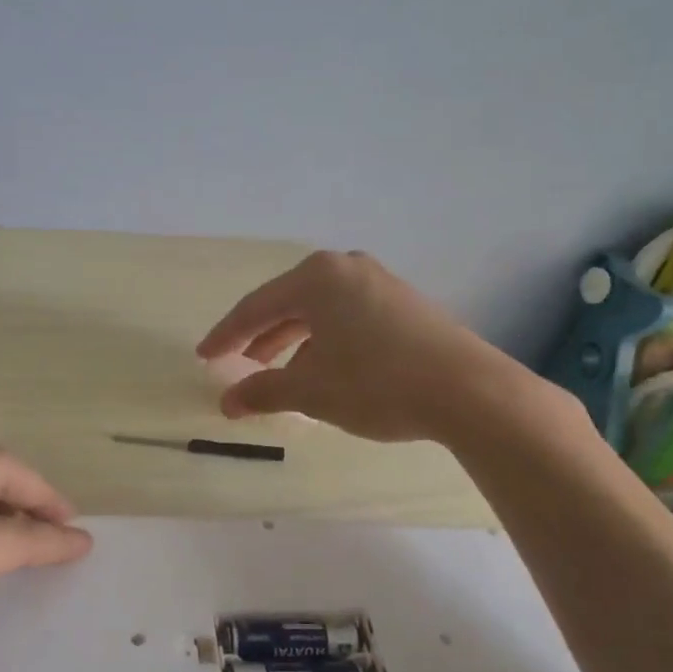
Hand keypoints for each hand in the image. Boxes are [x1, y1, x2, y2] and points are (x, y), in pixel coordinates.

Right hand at [198, 250, 533, 442]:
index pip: (256, 306)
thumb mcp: (312, 391)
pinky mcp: (403, 303)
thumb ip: (263, 392)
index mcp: (317, 277)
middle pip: (288, 303)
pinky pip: (347, 317)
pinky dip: (326, 341)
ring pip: (320, 312)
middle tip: (240, 365)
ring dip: (293, 343)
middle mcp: (346, 268)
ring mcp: (379, 282)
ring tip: (280, 375)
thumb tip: (227, 402)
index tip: (204, 357)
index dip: (226, 335)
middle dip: (261, 338)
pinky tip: (325, 370)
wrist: (468, 390)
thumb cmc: (376, 383)